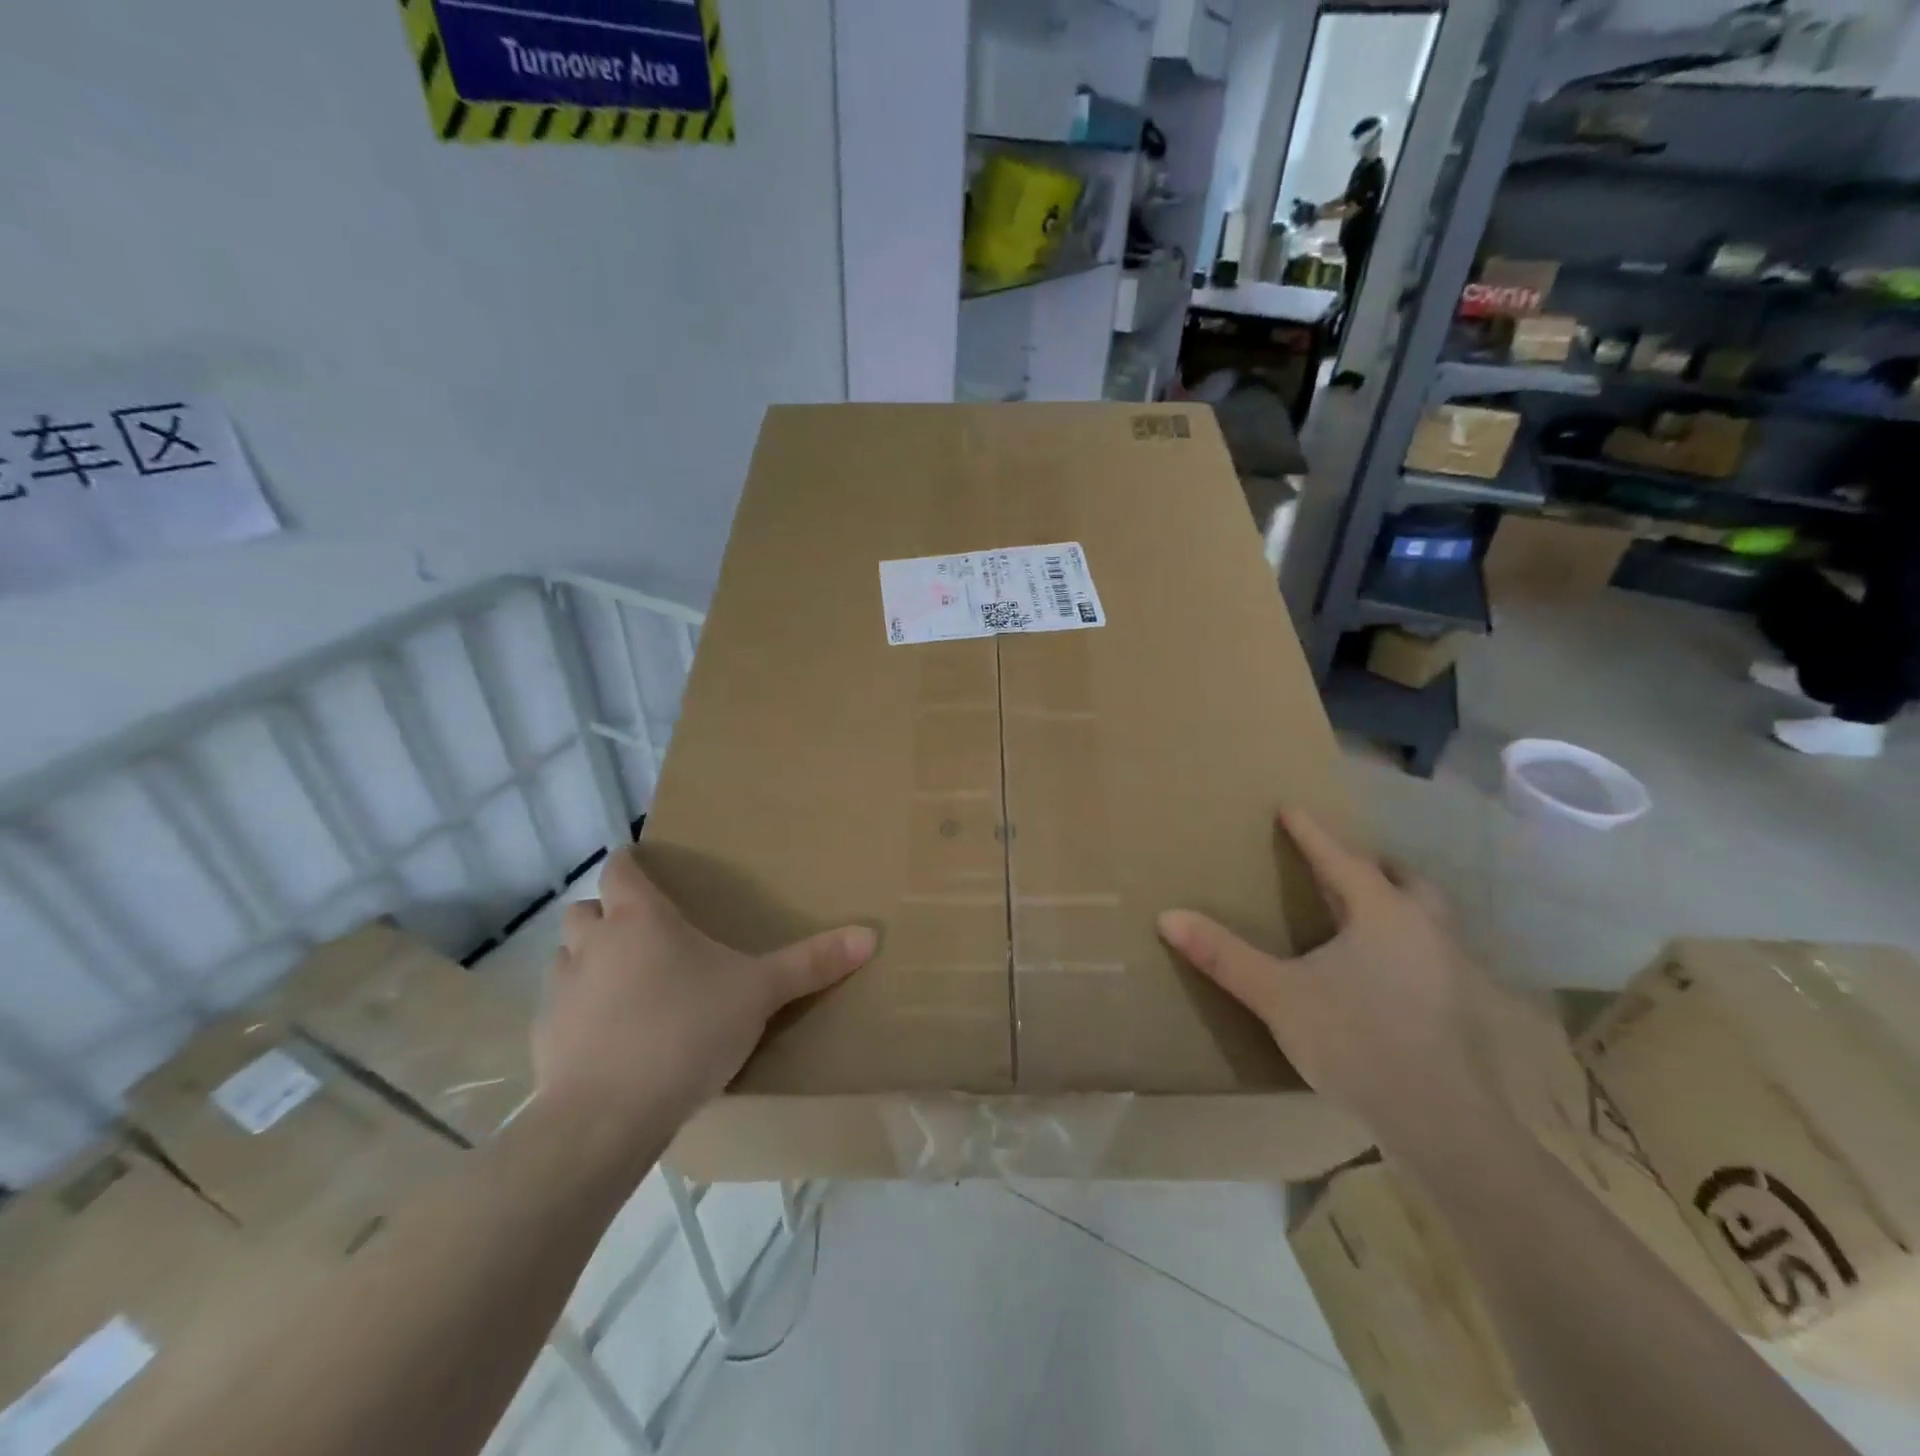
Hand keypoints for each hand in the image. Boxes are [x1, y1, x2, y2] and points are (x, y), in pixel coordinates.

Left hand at [535, 848, 876, 1131]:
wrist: (608, 1116)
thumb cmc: (686, 1030)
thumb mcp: (759, 993)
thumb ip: (811, 963)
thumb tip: (870, 934)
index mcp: (640, 918)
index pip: (620, 869)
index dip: (630, 865)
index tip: (645, 870)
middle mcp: (592, 944)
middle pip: (584, 909)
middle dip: (606, 914)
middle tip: (643, 934)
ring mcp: (562, 992)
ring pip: (566, 957)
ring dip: (588, 961)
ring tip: (624, 986)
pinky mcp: (544, 1040)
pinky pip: (558, 1010)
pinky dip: (578, 1013)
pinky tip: (606, 1040)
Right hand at [1158, 810, 1517, 1158]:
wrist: (1442, 1122)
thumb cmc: (1356, 1041)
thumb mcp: (1278, 995)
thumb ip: (1223, 955)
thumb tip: (1167, 916)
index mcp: (1382, 914)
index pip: (1340, 859)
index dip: (1311, 834)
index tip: (1291, 808)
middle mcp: (1424, 930)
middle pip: (1404, 881)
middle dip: (1373, 865)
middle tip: (1344, 863)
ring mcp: (1451, 969)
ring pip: (1426, 917)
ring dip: (1398, 903)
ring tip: (1366, 913)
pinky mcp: (1461, 1008)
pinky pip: (1432, 953)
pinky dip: (1409, 943)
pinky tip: (1388, 972)